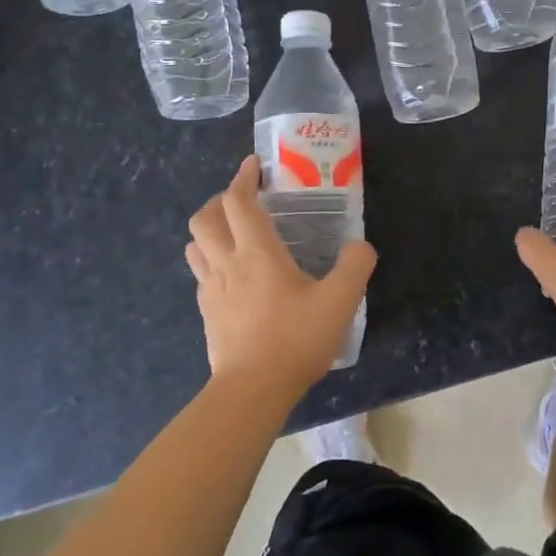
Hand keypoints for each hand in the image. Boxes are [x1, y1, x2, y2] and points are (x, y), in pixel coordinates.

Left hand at [186, 156, 376, 396]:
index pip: (238, 201)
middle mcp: (227, 263)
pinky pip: (200, 274)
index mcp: (257, 253)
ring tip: (232, 234)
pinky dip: (210, 261)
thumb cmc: (295, 339)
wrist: (253, 390)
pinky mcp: (207, 313)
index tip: (254, 165)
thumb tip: (360, 245)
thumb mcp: (340, 301)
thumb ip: (356, 266)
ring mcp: (211, 289)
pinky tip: (232, 275)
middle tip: (244, 201)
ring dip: (209, 230)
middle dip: (220, 200)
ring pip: (195, 245)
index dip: (243, 177)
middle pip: (205, 217)